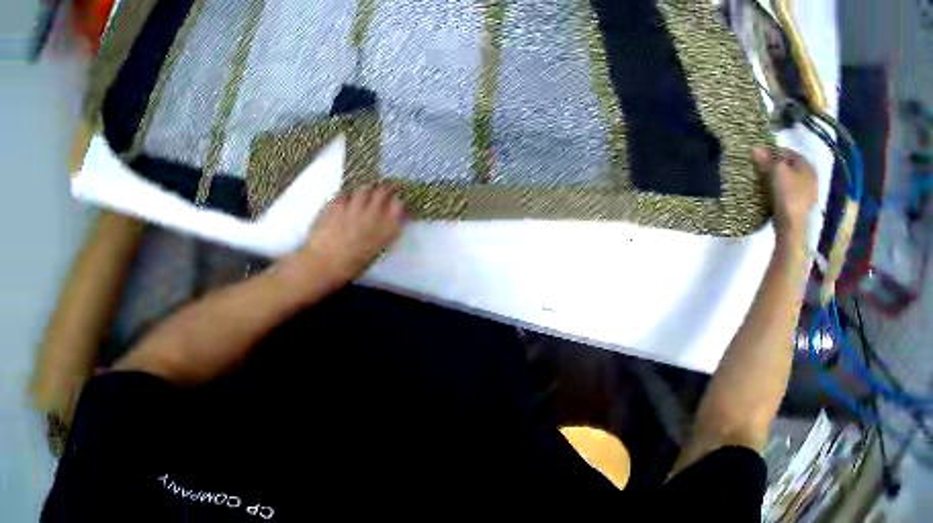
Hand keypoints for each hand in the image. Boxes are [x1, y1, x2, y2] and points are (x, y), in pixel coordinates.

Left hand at [278, 185, 405, 294]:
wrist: (322, 265)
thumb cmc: (349, 267)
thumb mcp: (373, 252)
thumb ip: (382, 234)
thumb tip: (387, 223)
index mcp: (385, 230)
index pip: (400, 205)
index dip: (399, 201)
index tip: (397, 202)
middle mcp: (372, 214)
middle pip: (383, 191)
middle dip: (384, 189)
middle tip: (383, 190)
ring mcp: (353, 207)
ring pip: (364, 189)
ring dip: (365, 191)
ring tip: (362, 195)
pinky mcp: (335, 204)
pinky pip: (344, 194)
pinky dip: (346, 196)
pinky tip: (344, 202)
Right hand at [753, 146, 817, 243]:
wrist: (792, 231)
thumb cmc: (788, 195)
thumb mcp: (775, 171)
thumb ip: (766, 157)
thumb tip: (754, 147)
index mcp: (808, 165)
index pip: (787, 151)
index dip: (772, 152)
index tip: (760, 157)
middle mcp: (811, 179)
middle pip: (789, 167)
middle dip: (775, 167)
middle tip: (761, 170)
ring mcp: (808, 196)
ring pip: (789, 181)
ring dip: (778, 181)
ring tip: (765, 184)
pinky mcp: (802, 210)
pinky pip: (790, 195)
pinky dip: (781, 193)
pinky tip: (773, 197)